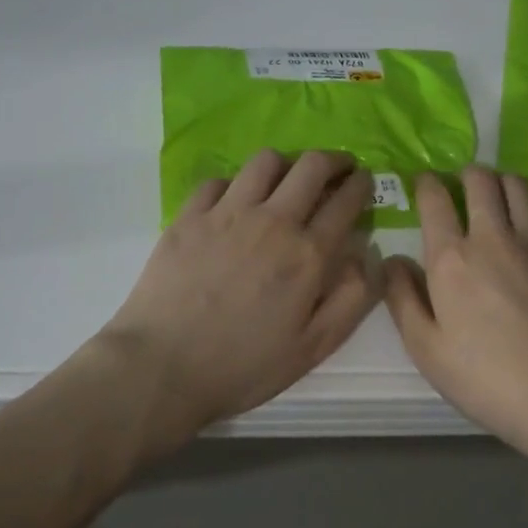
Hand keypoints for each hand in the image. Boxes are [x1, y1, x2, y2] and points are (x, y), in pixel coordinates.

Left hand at [103, 149, 380, 451]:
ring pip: (266, 161)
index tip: (364, 181)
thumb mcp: (314, 347)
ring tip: (287, 180)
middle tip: (338, 168)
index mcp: (308, 254)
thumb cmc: (244, 366)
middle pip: (311, 166)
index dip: (361, 185)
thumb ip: (352, 299)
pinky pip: (219, 180)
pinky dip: (236, 184)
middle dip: (334, 160)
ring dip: (286, 164)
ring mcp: (227, 213)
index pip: (345, 201)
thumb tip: (364, 256)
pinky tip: (236, 202)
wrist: (162, 368)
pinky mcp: (189, 216)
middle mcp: (272, 221)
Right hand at [384, 167, 527, 456]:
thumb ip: (402, 298)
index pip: (435, 198)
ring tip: (495, 201)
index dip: (427, 183)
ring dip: (501, 184)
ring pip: (518, 185)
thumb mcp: (426, 349)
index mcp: (452, 257)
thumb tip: (391, 260)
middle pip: (481, 178)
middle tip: (460, 189)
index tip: (424, 184)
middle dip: (466, 174)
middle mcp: (493, 236)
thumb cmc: (486, 378)